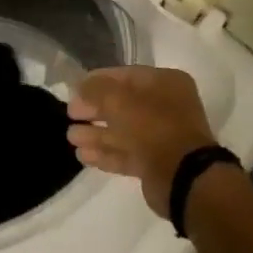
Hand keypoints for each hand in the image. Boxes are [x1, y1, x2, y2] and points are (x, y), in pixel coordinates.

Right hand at [66, 66, 218, 216]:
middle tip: (70, 114)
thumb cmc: (153, 128)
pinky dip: (105, 153)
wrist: (182, 177)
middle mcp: (165, 107)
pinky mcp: (154, 163)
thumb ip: (96, 90)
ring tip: (71, 137)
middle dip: (93, 109)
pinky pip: (125, 153)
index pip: (126, 75)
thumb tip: (79, 87)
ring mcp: (161, 136)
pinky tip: (82, 155)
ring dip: (95, 133)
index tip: (74, 89)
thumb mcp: (119, 101)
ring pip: (122, 131)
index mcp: (165, 83)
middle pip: (122, 104)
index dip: (97, 80)